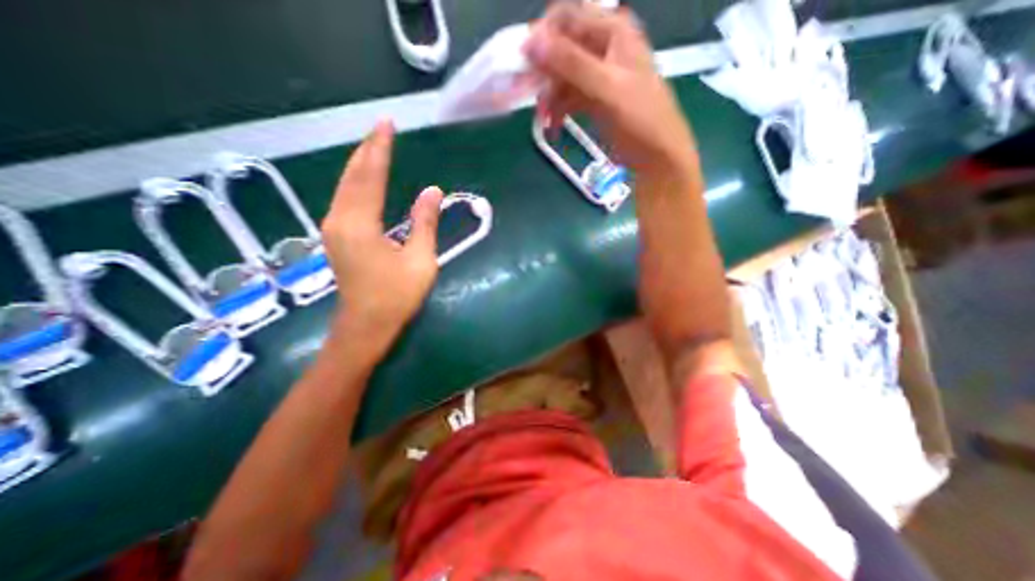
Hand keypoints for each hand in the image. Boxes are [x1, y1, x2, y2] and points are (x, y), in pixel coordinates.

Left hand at [320, 121, 439, 351]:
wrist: (366, 326)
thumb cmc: (397, 296)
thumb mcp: (420, 260)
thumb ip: (425, 223)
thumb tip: (432, 191)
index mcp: (360, 224)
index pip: (370, 176)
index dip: (380, 148)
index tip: (387, 124)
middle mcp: (339, 219)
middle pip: (352, 176)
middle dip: (367, 149)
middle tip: (381, 128)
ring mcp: (334, 228)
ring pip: (345, 186)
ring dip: (360, 164)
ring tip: (376, 147)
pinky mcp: (336, 237)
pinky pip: (345, 199)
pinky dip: (356, 182)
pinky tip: (365, 179)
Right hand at [526, 3, 702, 184]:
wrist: (657, 156)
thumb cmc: (640, 119)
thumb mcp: (607, 89)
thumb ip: (572, 64)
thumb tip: (532, 42)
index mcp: (612, 31)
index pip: (567, 17)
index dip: (542, 37)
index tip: (523, 63)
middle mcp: (603, 47)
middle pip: (561, 48)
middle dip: (543, 73)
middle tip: (527, 95)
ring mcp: (598, 75)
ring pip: (562, 77)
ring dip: (549, 97)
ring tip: (544, 120)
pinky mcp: (594, 98)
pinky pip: (568, 97)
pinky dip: (558, 111)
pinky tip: (553, 127)